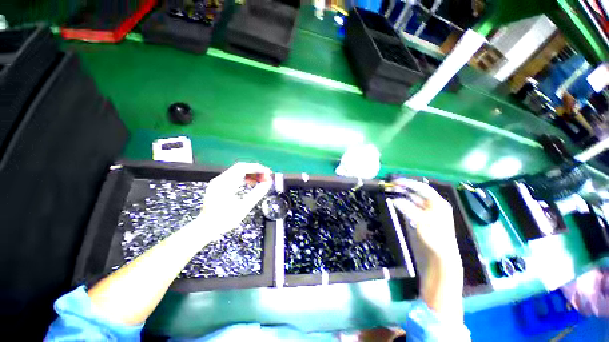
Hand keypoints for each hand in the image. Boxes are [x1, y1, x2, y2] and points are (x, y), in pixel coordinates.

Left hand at [191, 162, 272, 239]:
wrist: (205, 228)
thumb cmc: (224, 220)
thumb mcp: (243, 207)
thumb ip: (257, 194)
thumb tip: (268, 183)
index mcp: (224, 183)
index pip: (242, 168)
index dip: (256, 168)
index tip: (267, 172)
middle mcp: (220, 179)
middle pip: (240, 168)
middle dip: (255, 170)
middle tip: (266, 176)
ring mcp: (219, 182)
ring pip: (238, 171)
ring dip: (250, 174)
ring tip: (261, 180)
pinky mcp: (219, 185)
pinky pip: (234, 177)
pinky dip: (245, 178)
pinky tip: (251, 183)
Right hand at [391, 179, 459, 261]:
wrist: (440, 256)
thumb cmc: (435, 236)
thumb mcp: (421, 221)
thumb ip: (407, 208)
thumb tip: (394, 199)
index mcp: (437, 203)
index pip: (422, 188)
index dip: (408, 183)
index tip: (395, 181)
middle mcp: (433, 205)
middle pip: (417, 192)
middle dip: (404, 188)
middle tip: (391, 186)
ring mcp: (427, 212)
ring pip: (413, 199)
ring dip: (403, 195)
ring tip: (391, 192)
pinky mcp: (422, 218)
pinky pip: (411, 207)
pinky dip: (404, 204)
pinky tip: (397, 202)